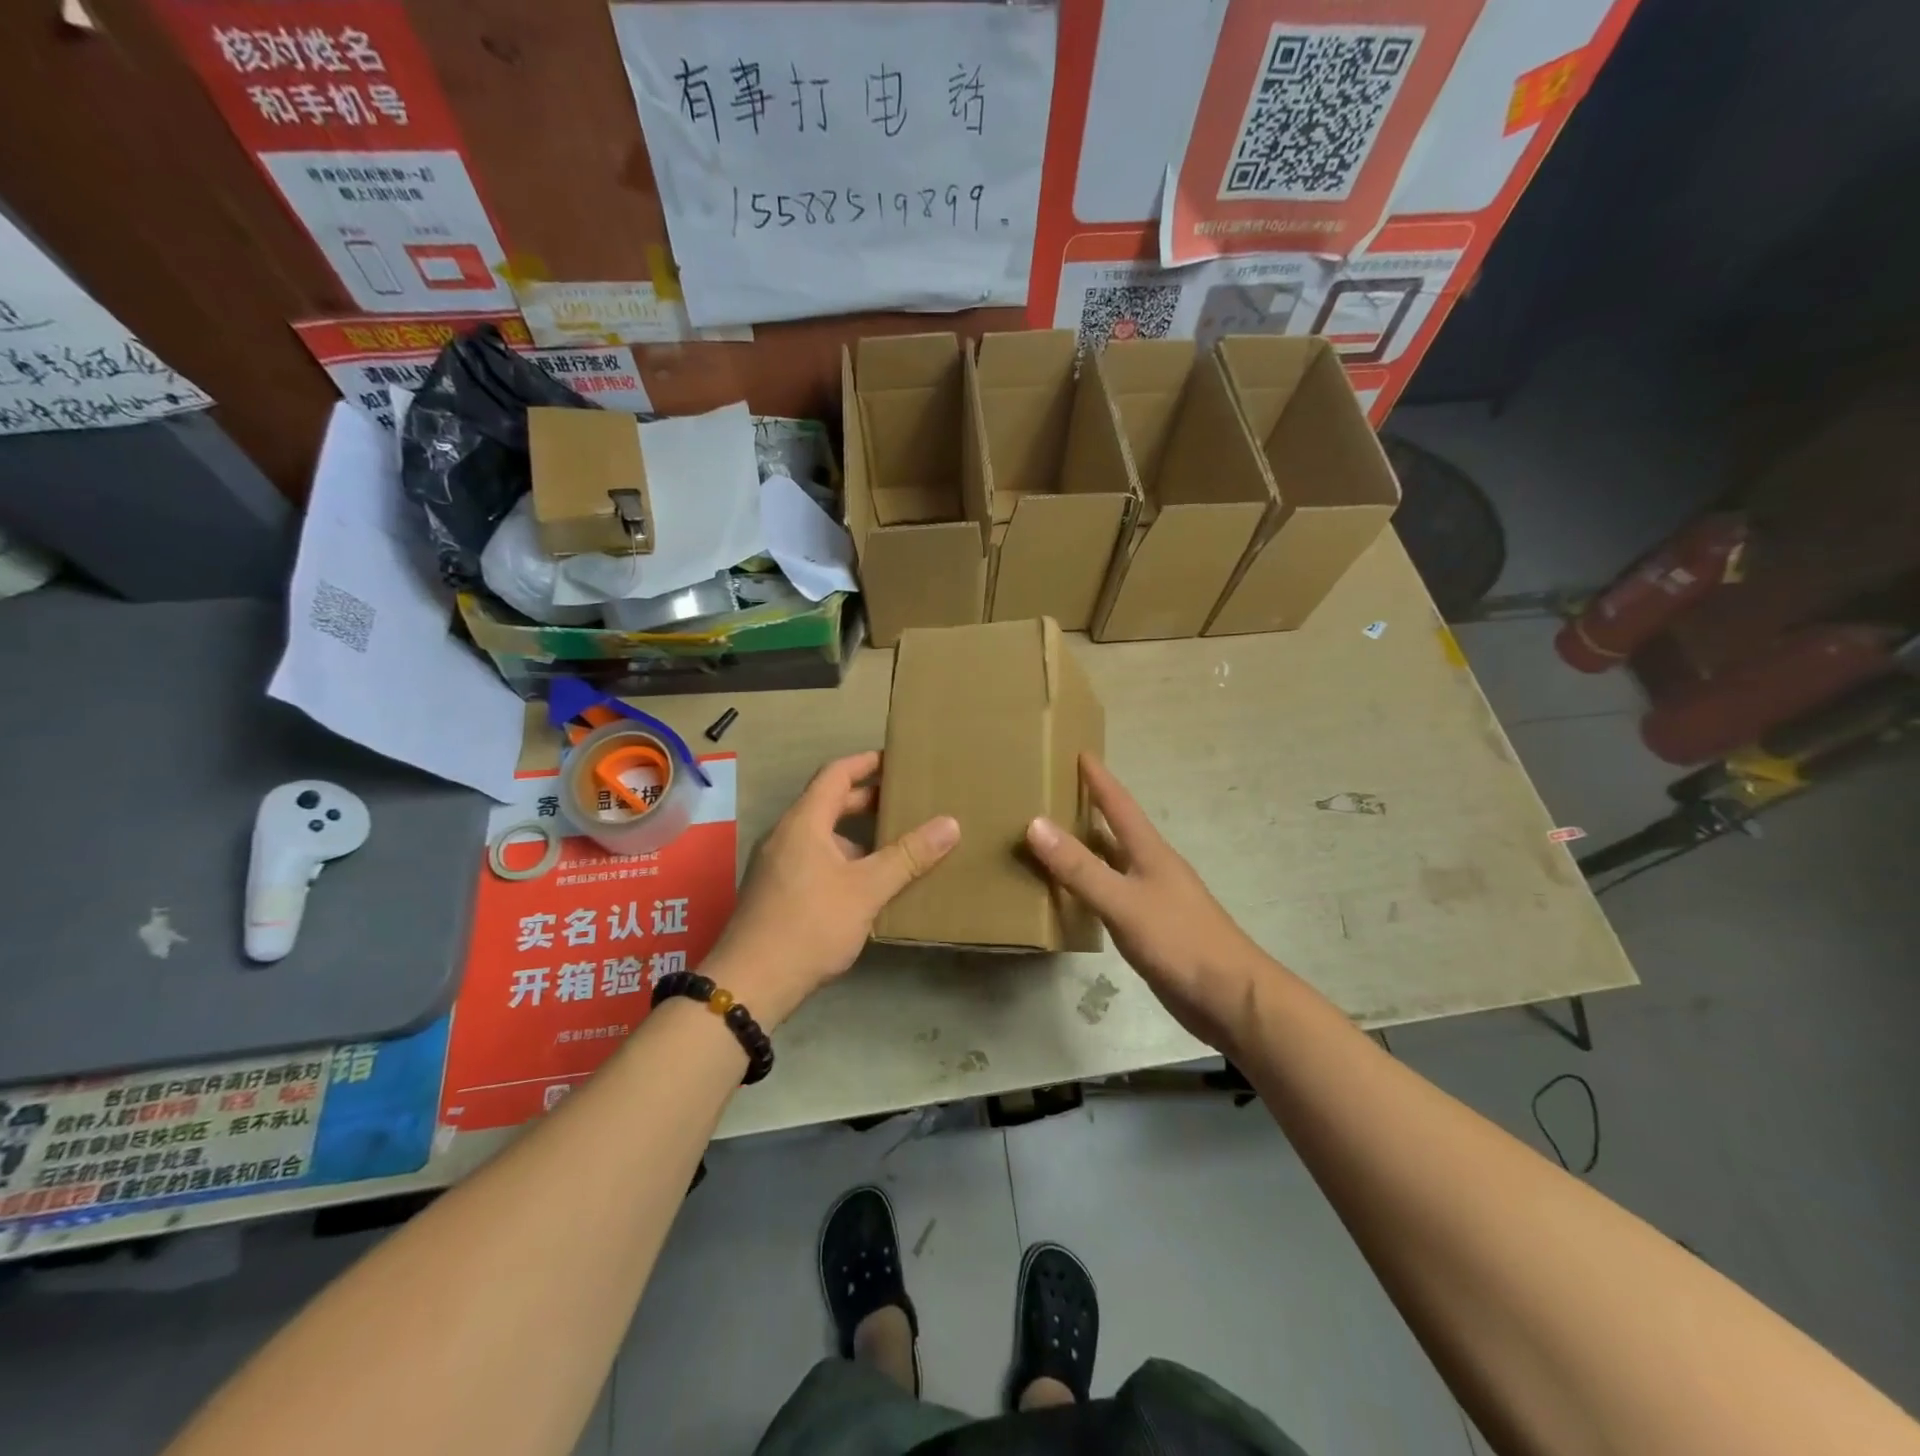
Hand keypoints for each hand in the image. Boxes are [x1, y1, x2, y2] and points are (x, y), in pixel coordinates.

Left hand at [712, 751, 958, 1026]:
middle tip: (906, 802)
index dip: (866, 762)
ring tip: (896, 845)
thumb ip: (908, 856)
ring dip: (857, 836)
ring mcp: (777, 866)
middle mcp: (786, 836)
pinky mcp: (776, 893)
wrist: (750, 984)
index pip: (836, 774)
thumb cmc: (809, 925)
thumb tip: (950, 823)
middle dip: (867, 800)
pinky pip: (815, 861)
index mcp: (804, 822)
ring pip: (823, 836)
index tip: (896, 759)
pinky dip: (844, 860)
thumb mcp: (866, 890)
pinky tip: (868, 885)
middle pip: (829, 803)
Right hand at [1026, 754, 1269, 1052]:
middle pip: (1116, 830)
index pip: (1120, 804)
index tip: (1080, 752)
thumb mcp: (1123, 901)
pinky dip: (1090, 886)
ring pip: (1113, 863)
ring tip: (1051, 839)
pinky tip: (1071, 896)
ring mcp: (1154, 899)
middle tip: (1053, 793)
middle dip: (1089, 809)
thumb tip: (1035, 823)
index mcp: (1150, 852)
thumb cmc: (1180, 941)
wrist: (1230, 997)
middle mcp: (1152, 868)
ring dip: (1087, 849)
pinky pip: (1112, 894)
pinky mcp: (1151, 928)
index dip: (1099, 779)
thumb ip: (1079, 867)